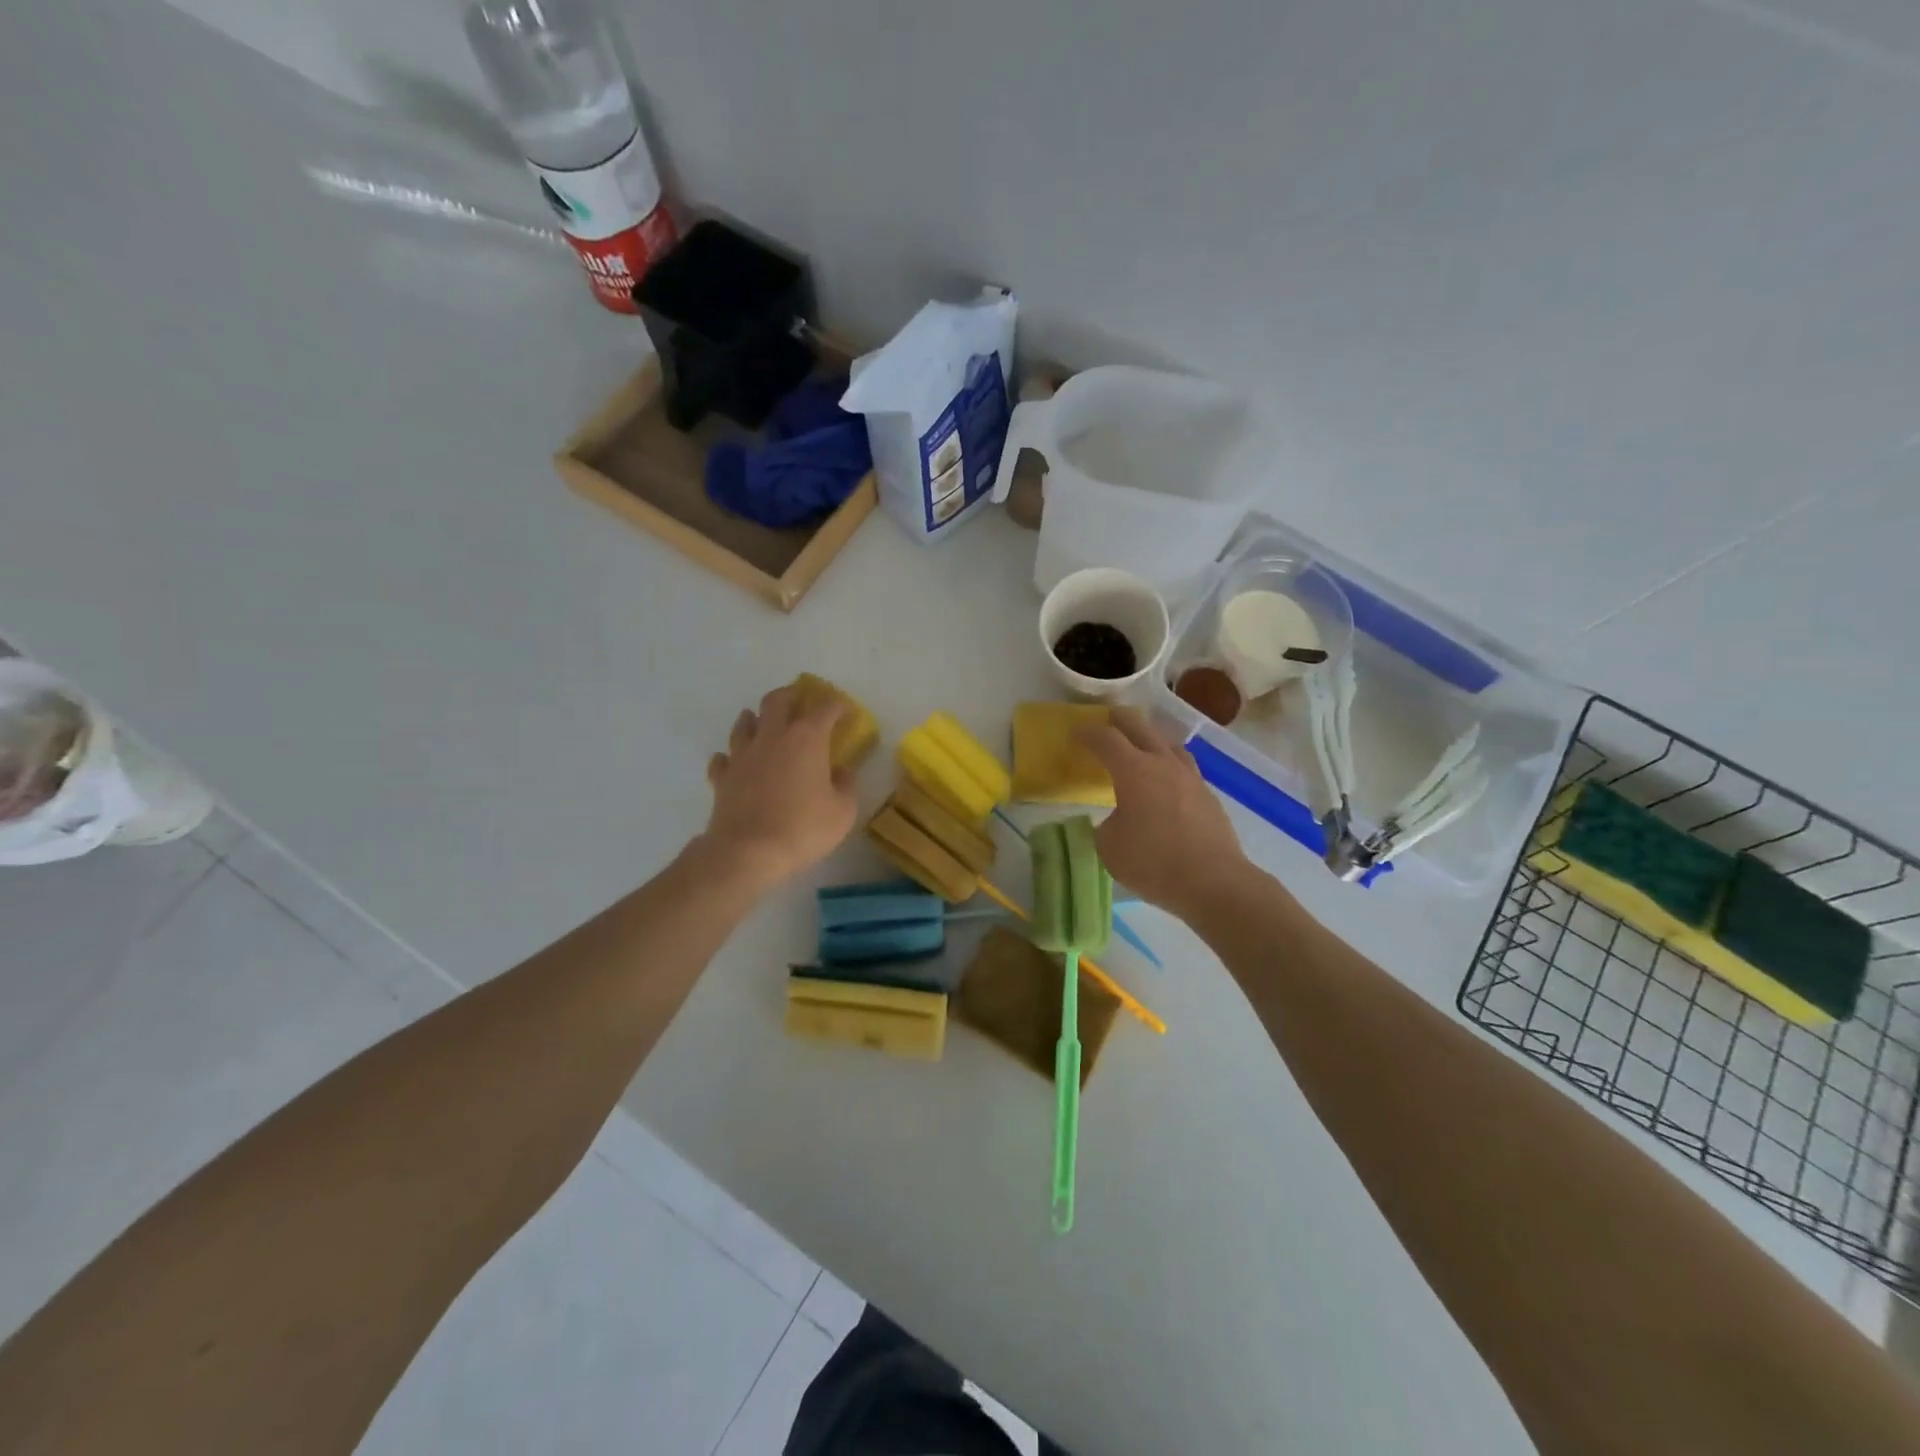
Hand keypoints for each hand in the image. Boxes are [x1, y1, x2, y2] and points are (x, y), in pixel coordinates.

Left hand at [699, 686, 857, 892]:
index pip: (825, 708)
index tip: (846, 712)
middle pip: (777, 701)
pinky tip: (735, 762)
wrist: (747, 852)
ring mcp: (742, 755)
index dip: (838, 706)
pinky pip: (723, 759)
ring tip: (762, 721)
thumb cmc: (802, 829)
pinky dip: (730, 756)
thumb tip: (840, 772)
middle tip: (800, 701)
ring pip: (744, 723)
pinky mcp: (723, 777)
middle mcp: (772, 737)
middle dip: (791, 696)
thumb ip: (846, 785)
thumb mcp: (842, 812)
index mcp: (806, 739)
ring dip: (755, 718)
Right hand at [1079, 707, 1249, 919]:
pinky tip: (1166, 782)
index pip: (1106, 739)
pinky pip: (1184, 768)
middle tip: (1108, 719)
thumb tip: (1118, 819)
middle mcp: (1163, 764)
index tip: (1076, 731)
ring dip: (1150, 738)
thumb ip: (1107, 826)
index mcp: (1134, 771)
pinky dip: (1169, 765)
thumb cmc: (1153, 862)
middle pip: (1141, 728)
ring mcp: (1191, 778)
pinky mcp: (1208, 796)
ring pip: (1169, 744)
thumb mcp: (1110, 847)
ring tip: (1142, 745)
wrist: (1214, 882)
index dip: (1088, 732)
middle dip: (1120, 721)